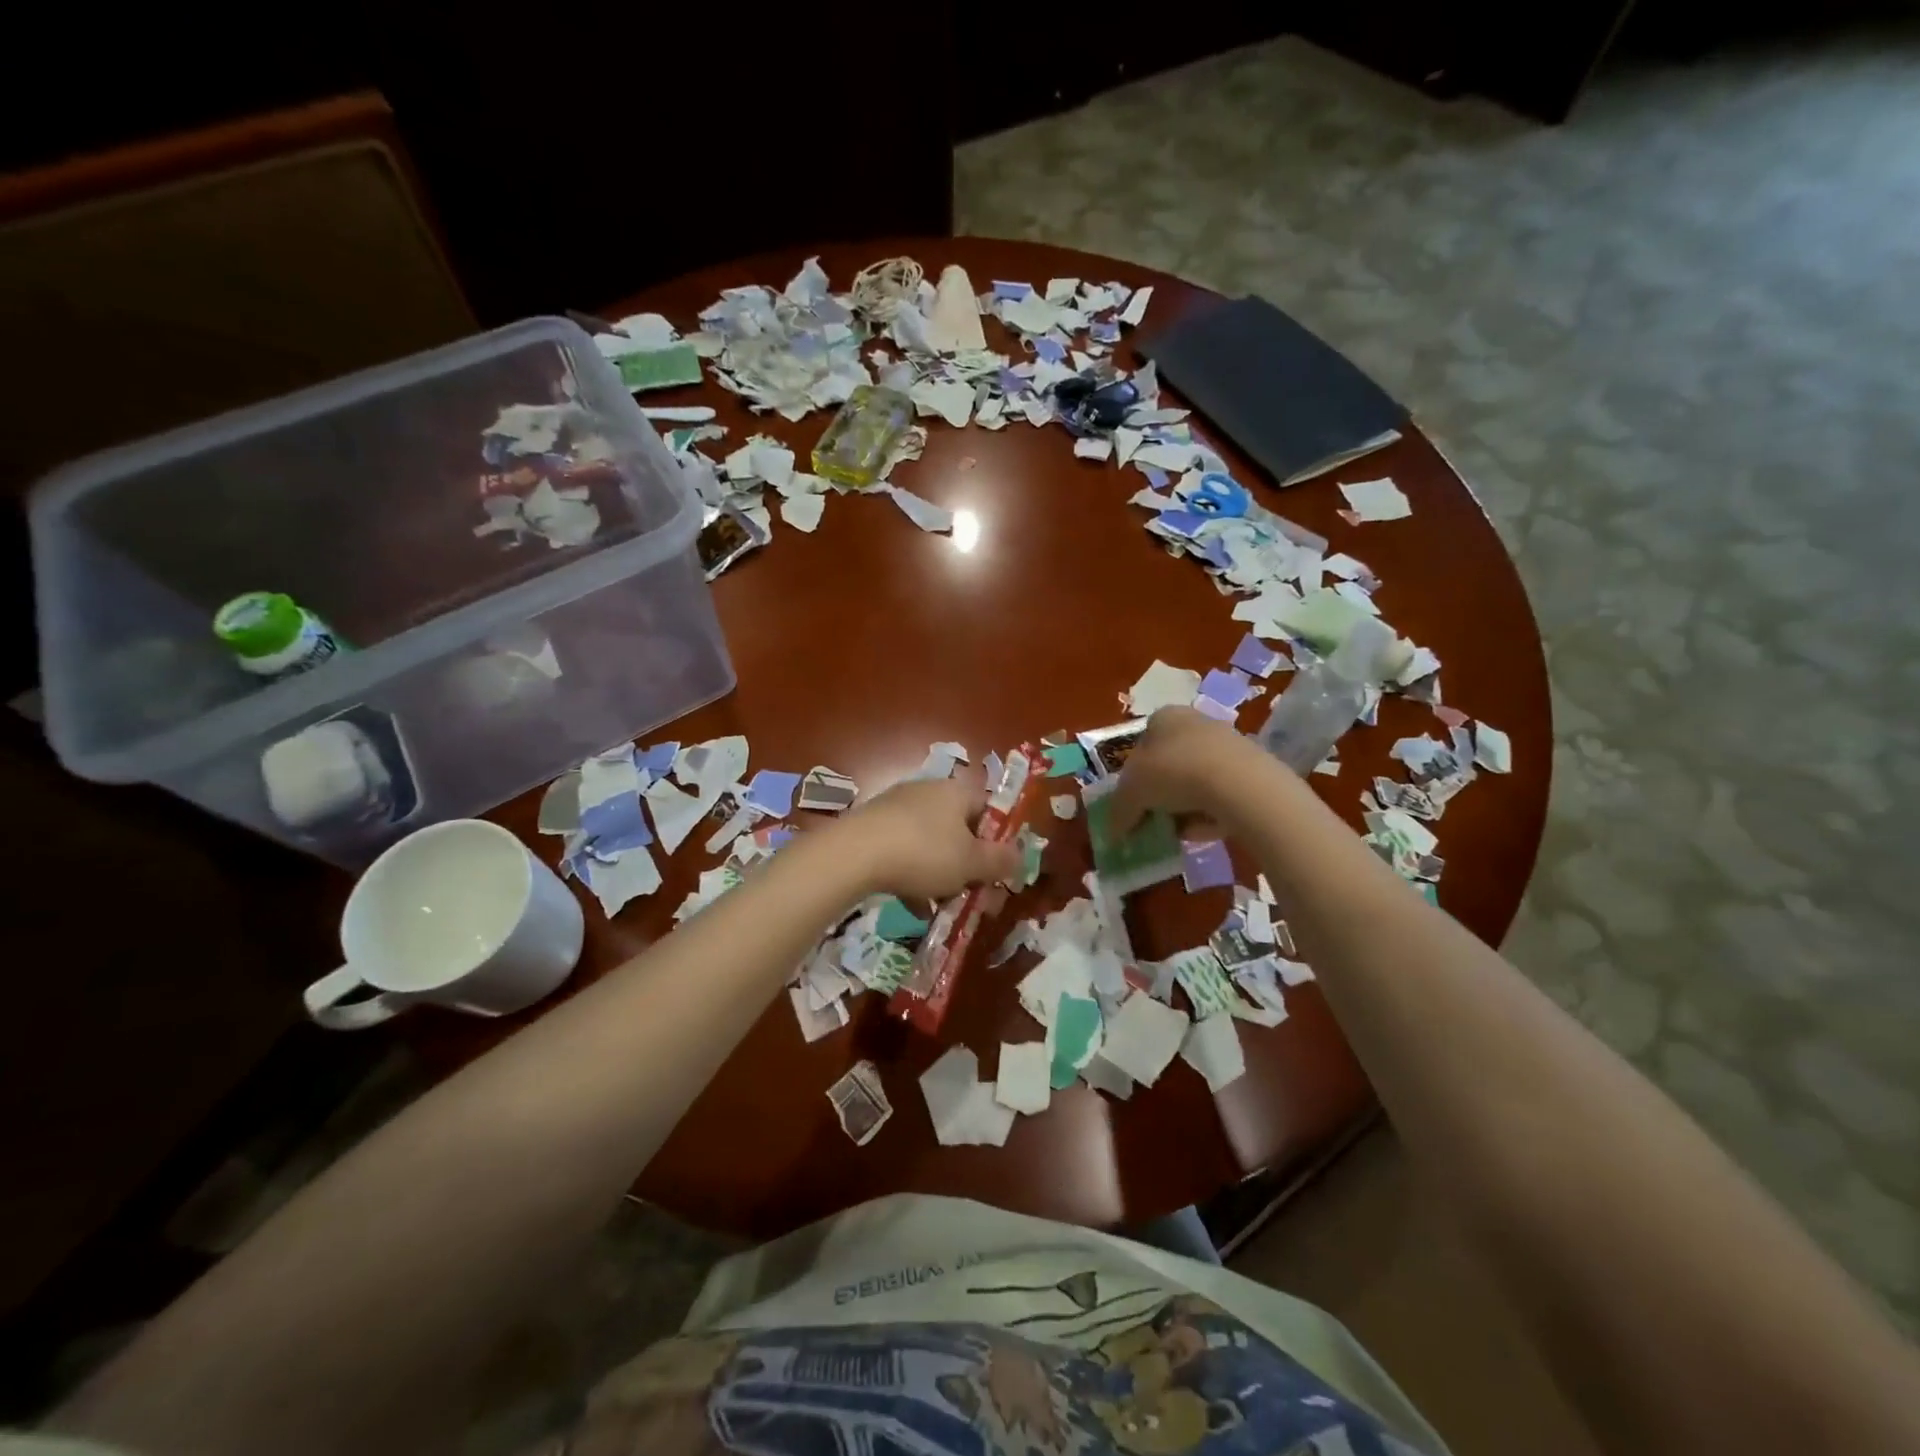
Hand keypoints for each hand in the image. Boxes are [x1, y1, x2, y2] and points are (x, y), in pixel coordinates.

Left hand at [835, 766, 1022, 901]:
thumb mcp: (971, 863)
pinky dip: (913, 879)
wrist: (852, 855)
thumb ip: (1000, 861)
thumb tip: (1020, 857)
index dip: (999, 840)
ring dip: (941, 876)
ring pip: (931, 845)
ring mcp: (897, 809)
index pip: (989, 808)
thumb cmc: (923, 853)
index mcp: (956, 791)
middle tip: (975, 896)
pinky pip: (904, 853)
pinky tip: (914, 908)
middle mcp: (928, 792)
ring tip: (944, 908)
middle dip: (969, 865)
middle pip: (960, 829)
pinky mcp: (872, 828)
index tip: (1000, 870)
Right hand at [1106, 706, 1276, 836]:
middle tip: (1151, 818)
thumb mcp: (1131, 793)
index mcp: (1163, 717)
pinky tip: (1203, 830)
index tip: (1131, 803)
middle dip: (1159, 793)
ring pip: (1194, 780)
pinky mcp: (1250, 771)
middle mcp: (1195, 723)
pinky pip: (1219, 795)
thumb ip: (1119, 811)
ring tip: (1177, 830)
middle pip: (1169, 762)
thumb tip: (1113, 832)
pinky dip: (1208, 813)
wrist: (1239, 784)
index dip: (1132, 775)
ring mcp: (1227, 745)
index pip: (1141, 744)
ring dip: (1183, 806)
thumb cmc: (1174, 773)